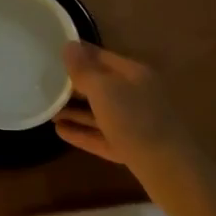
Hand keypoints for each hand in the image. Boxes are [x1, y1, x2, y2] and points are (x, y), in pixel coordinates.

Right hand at [54, 43, 215, 200]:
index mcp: (133, 73)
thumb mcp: (105, 90)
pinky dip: (82, 132)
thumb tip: (69, 46)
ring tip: (48, 108)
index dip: (78, 52)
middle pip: (100, 84)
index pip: (101, 55)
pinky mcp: (131, 147)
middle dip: (74, 83)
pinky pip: (101, 135)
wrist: (170, 170)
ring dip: (75, 110)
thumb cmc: (136, 121)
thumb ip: (85, 70)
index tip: (52, 50)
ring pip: (99, 111)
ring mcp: (134, 122)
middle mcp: (135, 94)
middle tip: (45, 81)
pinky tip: (60, 131)